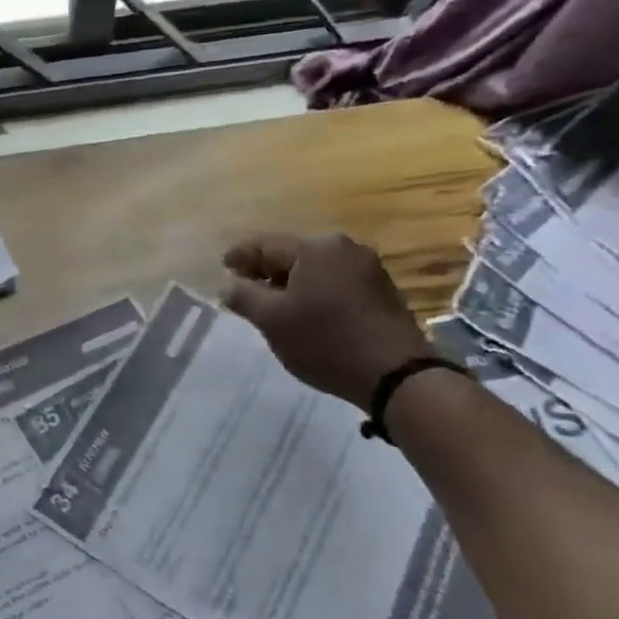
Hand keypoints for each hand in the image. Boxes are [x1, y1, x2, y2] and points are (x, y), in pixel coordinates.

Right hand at [222, 232, 433, 405]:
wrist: (396, 374)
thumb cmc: (325, 341)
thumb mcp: (272, 320)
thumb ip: (244, 297)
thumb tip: (228, 285)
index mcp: (314, 248)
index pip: (265, 244)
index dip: (240, 256)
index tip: (223, 267)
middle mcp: (344, 247)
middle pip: (292, 253)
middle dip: (266, 269)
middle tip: (244, 287)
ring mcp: (368, 268)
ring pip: (315, 268)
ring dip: (291, 281)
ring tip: (273, 303)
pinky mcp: (381, 290)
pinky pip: (335, 281)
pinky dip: (314, 291)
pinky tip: (306, 311)